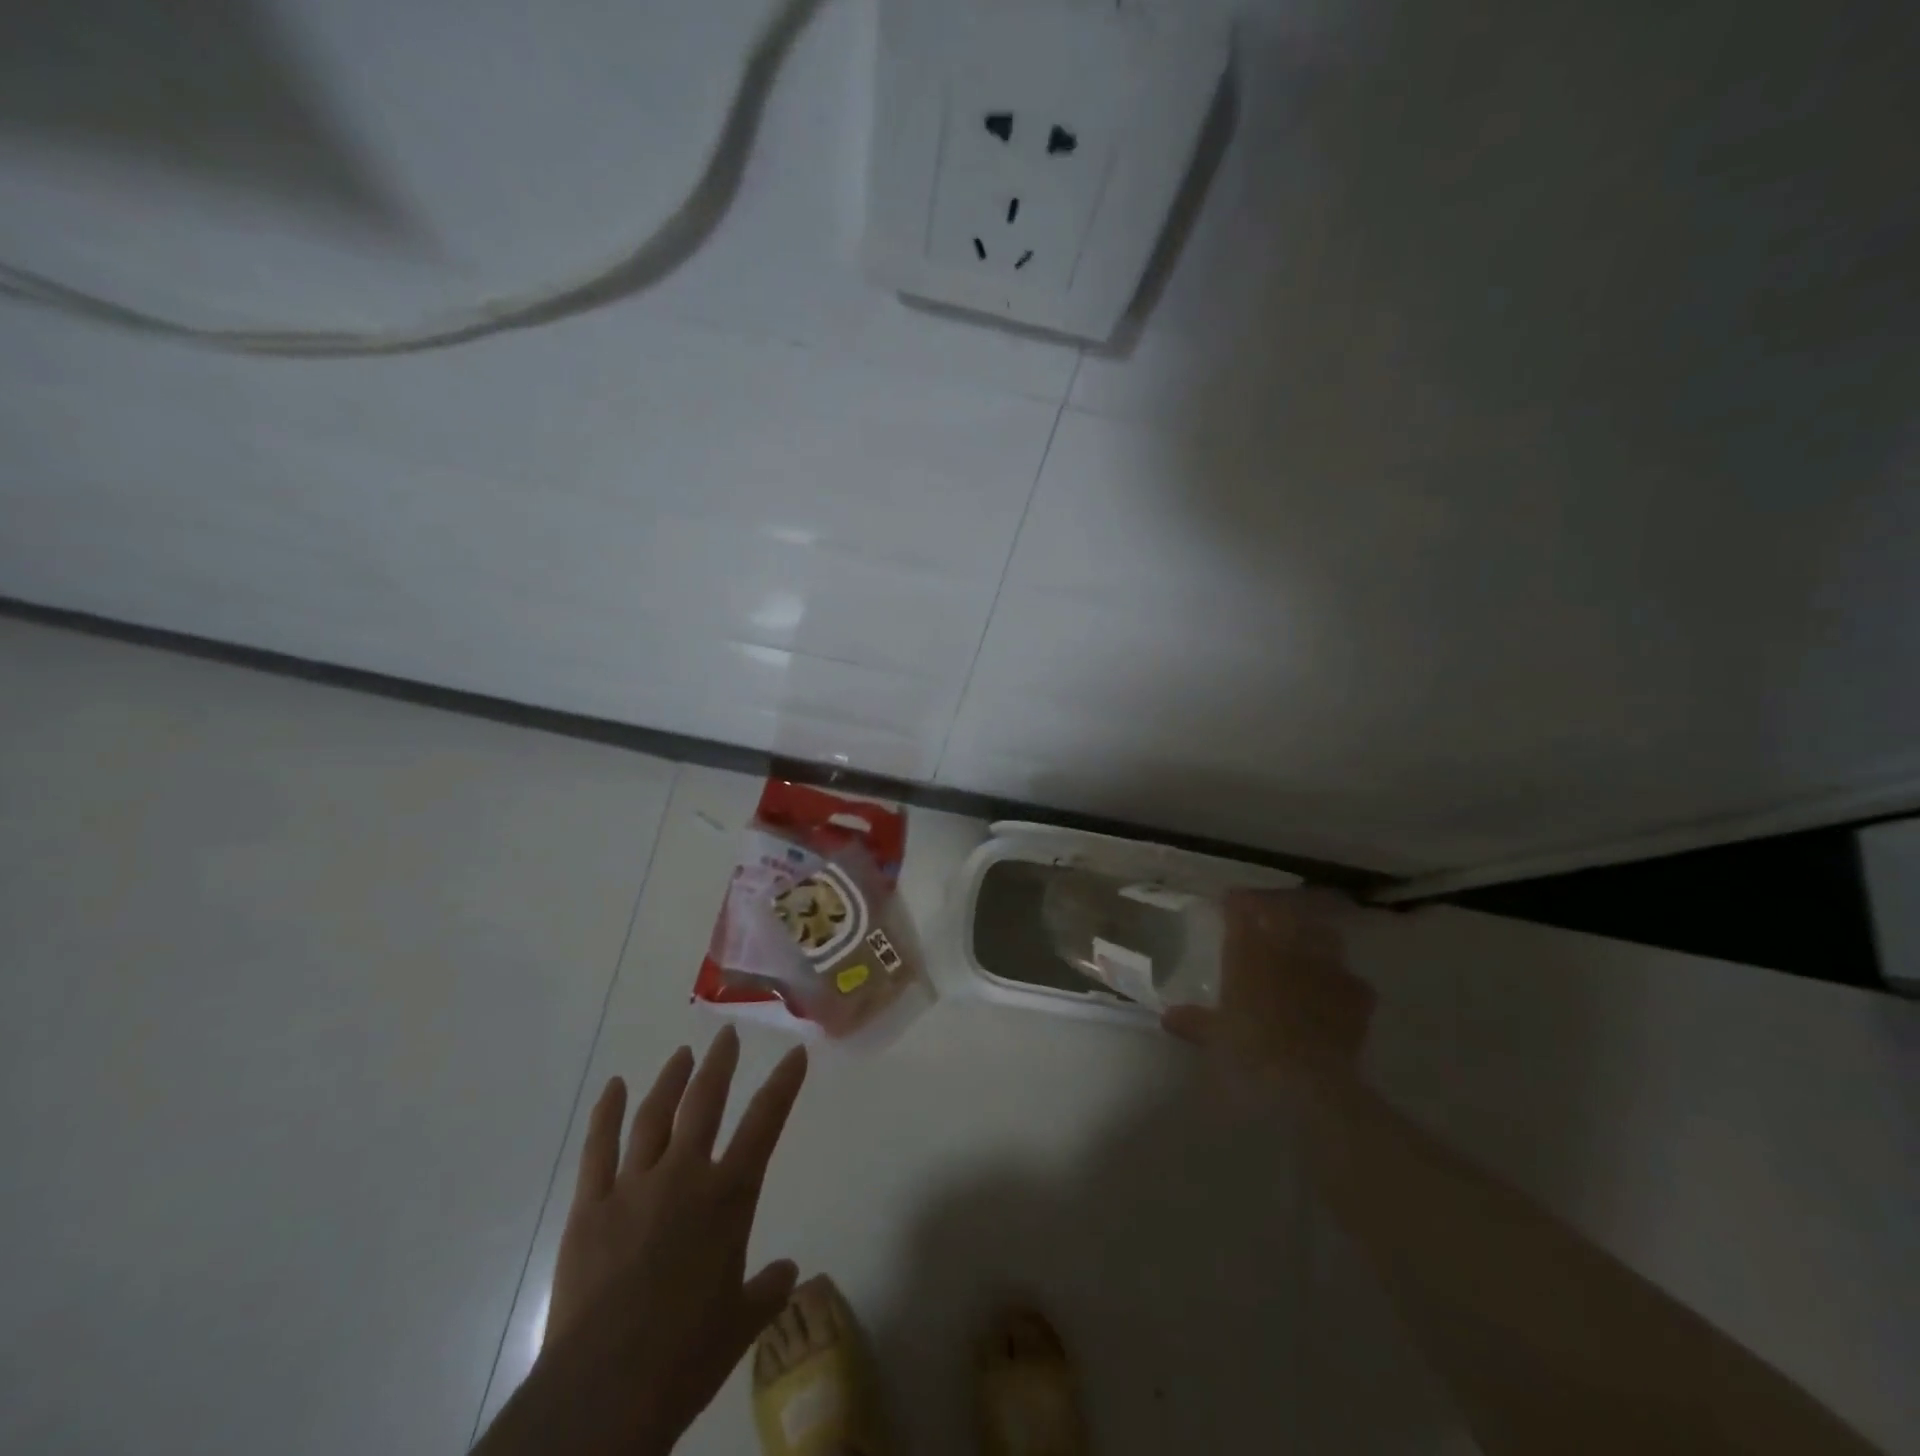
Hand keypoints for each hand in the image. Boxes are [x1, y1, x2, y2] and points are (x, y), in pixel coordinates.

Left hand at [497, 1027, 807, 1455]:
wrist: (604, 1391)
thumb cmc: (686, 1356)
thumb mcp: (741, 1325)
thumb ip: (767, 1290)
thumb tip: (788, 1272)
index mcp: (728, 1196)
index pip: (765, 1123)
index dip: (783, 1084)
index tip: (794, 1054)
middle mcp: (684, 1175)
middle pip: (705, 1103)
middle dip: (720, 1065)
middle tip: (727, 1036)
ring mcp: (633, 1186)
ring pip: (654, 1116)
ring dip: (670, 1081)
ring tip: (681, 1055)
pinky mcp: (590, 1208)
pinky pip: (598, 1149)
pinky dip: (607, 1114)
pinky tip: (614, 1088)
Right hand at [1161, 889, 1373, 1089]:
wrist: (1307, 1078)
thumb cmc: (1248, 1049)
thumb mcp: (1213, 1036)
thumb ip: (1193, 1021)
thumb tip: (1167, 1017)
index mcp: (1248, 951)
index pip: (1240, 911)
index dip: (1235, 903)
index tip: (1230, 901)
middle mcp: (1288, 949)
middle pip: (1283, 913)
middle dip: (1274, 909)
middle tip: (1267, 914)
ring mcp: (1326, 968)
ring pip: (1324, 935)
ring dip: (1314, 935)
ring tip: (1308, 944)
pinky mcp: (1356, 994)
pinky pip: (1352, 979)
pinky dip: (1344, 982)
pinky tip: (1340, 991)